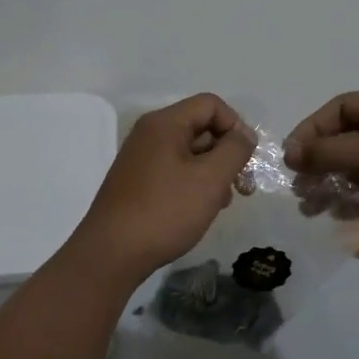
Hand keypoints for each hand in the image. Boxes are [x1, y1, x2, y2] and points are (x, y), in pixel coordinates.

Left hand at [74, 94, 257, 278]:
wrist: (112, 254)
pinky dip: (195, 184)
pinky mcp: (138, 182)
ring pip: (191, 153)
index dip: (236, 126)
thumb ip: (235, 150)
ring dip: (214, 172)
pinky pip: (176, 171)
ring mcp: (142, 159)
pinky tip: (202, 209)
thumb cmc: (165, 211)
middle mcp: (150, 134)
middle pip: (201, 127)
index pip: (211, 105)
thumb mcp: (211, 179)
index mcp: (165, 124)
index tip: (246, 160)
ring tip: (223, 202)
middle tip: (243, 187)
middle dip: (227, 153)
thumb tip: (245, 135)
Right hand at [284, 84, 358, 239]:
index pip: (341, 108)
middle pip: (348, 137)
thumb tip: (291, 154)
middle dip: (322, 163)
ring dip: (335, 183)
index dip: (312, 130)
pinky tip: (339, 214)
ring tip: (312, 207)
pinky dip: (357, 196)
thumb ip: (331, 152)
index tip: (291, 158)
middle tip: (300, 188)